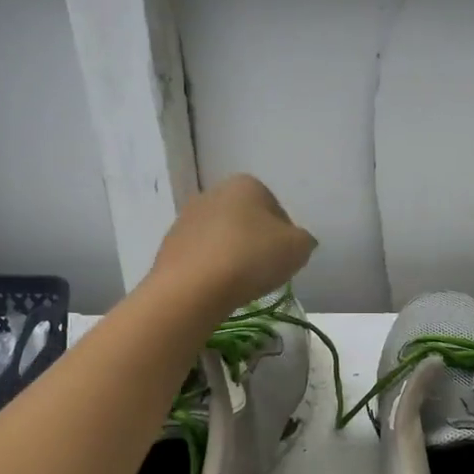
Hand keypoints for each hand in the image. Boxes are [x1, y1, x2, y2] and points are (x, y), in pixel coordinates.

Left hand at [149, 175, 316, 315]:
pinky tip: (217, 287)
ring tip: (239, 283)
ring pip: (222, 237)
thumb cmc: (251, 258)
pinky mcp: (169, 244)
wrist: (192, 288)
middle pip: (247, 221)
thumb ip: (304, 240)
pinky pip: (202, 255)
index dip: (284, 236)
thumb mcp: (298, 248)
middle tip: (264, 271)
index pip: (276, 209)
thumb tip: (296, 241)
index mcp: (246, 184)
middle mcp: (213, 192)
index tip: (284, 258)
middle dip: (256, 242)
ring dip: (233, 255)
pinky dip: (212, 268)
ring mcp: (187, 218)